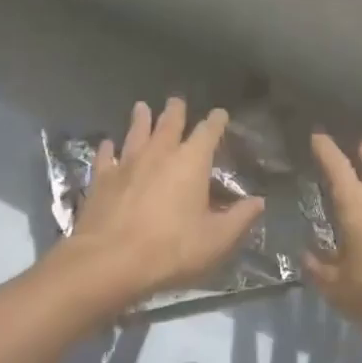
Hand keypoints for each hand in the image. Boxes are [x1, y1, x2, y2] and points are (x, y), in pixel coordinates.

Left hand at [63, 98, 263, 302]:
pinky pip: (106, 157)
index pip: (208, 131)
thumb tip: (259, 202)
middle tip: (176, 101)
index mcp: (191, 161)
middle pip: (169, 123)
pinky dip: (108, 148)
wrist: (109, 262)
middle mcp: (160, 152)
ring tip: (142, 106)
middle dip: (175, 110)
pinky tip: (107, 144)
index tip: (220, 114)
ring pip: (136, 132)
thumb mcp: (216, 240)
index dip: (216, 121)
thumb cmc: (170, 249)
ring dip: (141, 119)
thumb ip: (239, 218)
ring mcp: (128, 163)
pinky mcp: (102, 179)